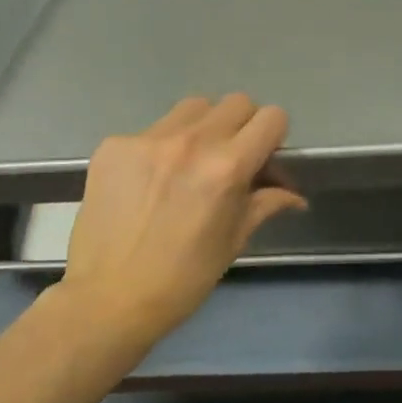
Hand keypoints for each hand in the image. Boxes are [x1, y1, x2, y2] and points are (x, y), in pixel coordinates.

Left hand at [52, 95, 305, 347]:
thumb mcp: (234, 240)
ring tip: (191, 161)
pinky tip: (151, 180)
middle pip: (236, 102)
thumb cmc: (183, 278)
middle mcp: (191, 142)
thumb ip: (266, 203)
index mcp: (228, 167)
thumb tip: (295, 196)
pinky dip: (162, 147)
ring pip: (194, 108)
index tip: (264, 159)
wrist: (107, 300)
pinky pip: (152, 129)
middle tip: (232, 158)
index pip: (272, 118)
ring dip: (204, 127)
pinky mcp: (113, 146)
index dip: (274, 137)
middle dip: (243, 127)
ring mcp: (148, 140)